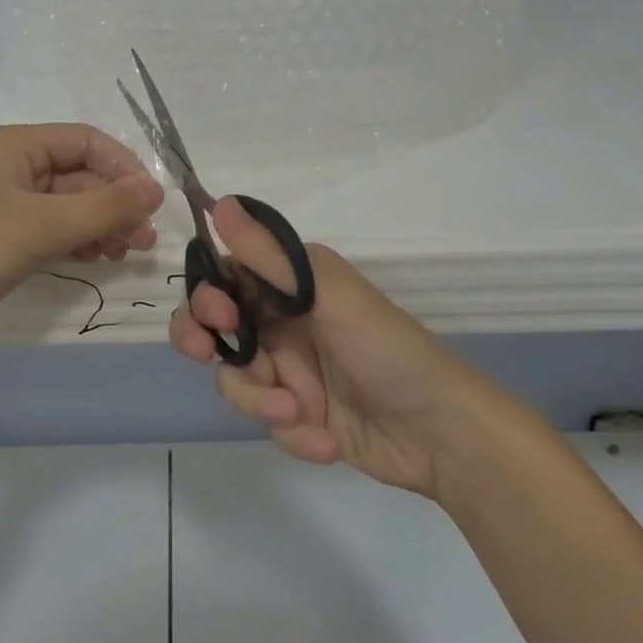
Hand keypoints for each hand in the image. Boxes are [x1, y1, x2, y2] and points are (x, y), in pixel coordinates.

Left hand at [0, 124, 164, 365]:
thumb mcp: (40, 225)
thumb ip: (103, 207)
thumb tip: (157, 190)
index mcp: (12, 146)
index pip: (85, 141)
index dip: (123, 168)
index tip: (152, 204)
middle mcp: (8, 168)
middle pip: (78, 174)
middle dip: (114, 202)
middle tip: (144, 240)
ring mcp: (1, 207)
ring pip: (67, 206)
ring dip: (100, 224)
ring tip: (126, 253)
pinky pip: (49, 232)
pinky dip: (76, 241)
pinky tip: (95, 260)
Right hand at [170, 196, 468, 498]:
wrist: (441, 434)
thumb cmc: (387, 348)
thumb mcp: (329, 295)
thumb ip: (271, 257)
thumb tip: (221, 203)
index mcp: (290, 284)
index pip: (226, 277)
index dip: (207, 294)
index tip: (216, 315)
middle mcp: (281, 321)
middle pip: (213, 326)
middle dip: (201, 340)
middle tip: (205, 352)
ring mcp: (287, 370)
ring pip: (235, 378)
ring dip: (259, 399)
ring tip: (297, 412)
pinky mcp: (297, 415)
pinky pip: (267, 421)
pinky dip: (293, 432)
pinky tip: (327, 439)